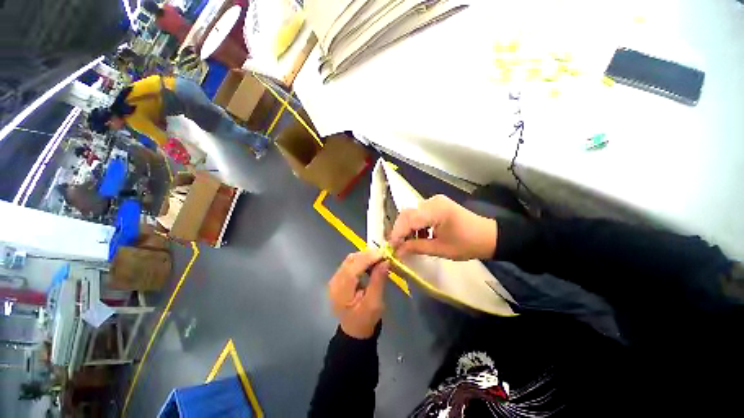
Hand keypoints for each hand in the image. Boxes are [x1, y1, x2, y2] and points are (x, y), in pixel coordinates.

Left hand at [328, 250, 389, 338]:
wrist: (354, 330)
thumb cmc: (365, 320)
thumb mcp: (374, 303)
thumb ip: (378, 281)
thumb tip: (385, 261)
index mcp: (341, 292)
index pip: (352, 269)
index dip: (367, 259)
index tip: (382, 254)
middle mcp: (335, 282)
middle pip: (350, 261)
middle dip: (367, 255)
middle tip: (383, 255)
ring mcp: (335, 278)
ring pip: (350, 259)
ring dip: (365, 256)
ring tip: (379, 258)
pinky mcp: (340, 277)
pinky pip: (351, 263)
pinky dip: (362, 260)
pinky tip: (371, 263)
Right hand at [390, 195, 496, 260]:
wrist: (489, 236)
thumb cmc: (467, 244)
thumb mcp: (440, 249)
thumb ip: (416, 247)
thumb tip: (397, 251)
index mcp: (436, 210)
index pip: (409, 219)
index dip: (398, 233)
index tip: (391, 247)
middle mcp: (433, 201)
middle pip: (408, 213)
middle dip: (400, 230)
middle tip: (397, 245)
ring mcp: (435, 201)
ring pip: (412, 213)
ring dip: (408, 227)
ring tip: (409, 243)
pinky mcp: (437, 204)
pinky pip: (420, 213)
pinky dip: (416, 224)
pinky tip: (420, 235)